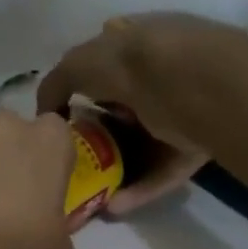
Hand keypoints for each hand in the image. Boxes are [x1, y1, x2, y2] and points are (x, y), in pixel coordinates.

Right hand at [37, 13, 246, 218]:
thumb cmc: (133, 64)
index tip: (64, 119)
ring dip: (115, 169)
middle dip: (99, 134)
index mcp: (137, 42)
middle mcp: (162, 74)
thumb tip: (48, 111)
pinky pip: (162, 170)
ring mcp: (185, 111)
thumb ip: (56, 84)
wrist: (199, 86)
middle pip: (124, 108)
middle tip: (73, 159)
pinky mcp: (198, 145)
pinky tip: (114, 206)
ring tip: (90, 193)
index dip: (82, 89)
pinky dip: (139, 188)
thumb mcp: (77, 64)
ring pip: (143, 144)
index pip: (105, 64)